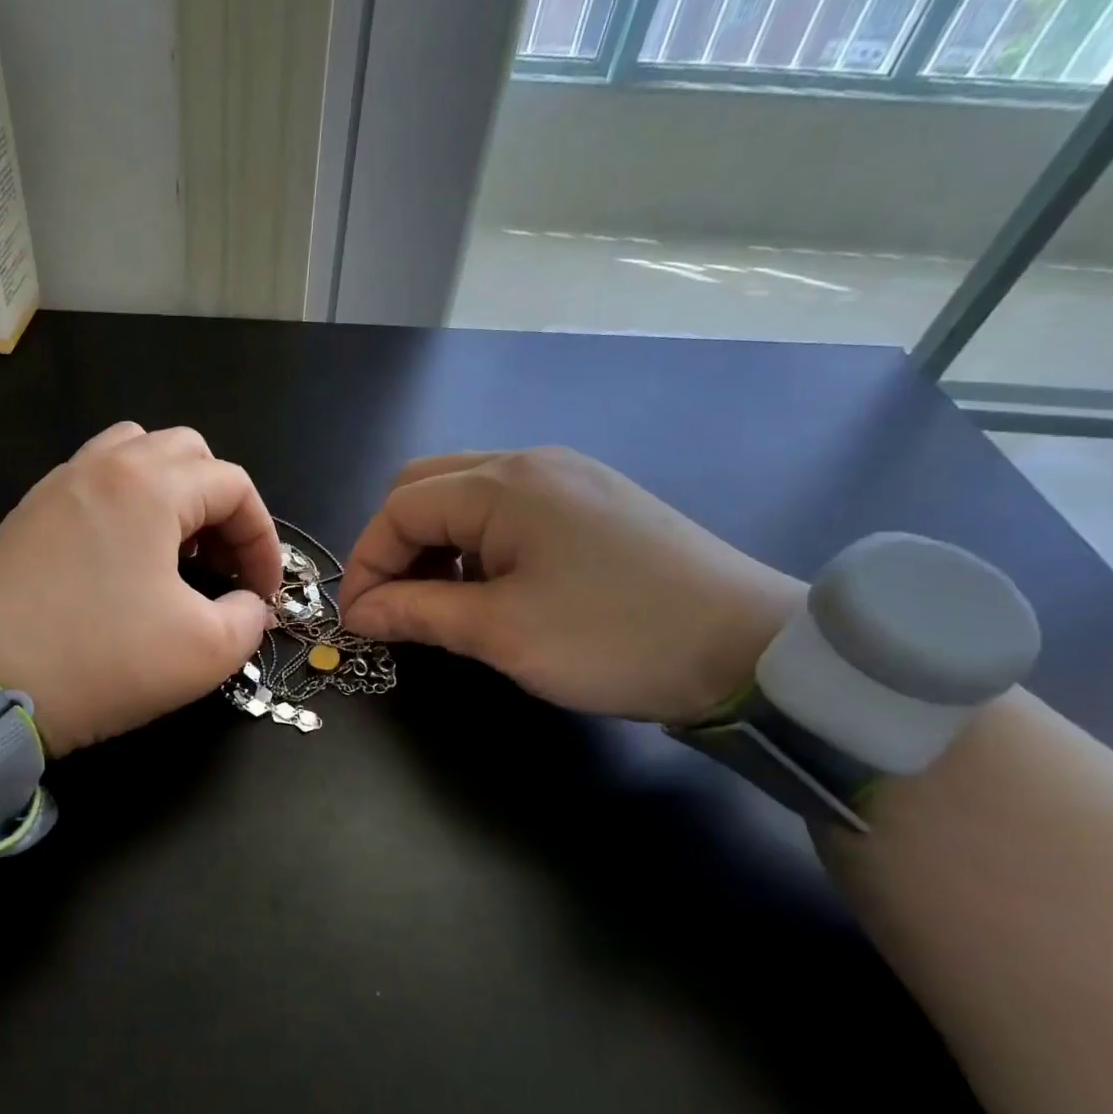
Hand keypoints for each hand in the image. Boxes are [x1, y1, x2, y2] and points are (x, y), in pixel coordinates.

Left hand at [0, 422, 279, 755]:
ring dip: (173, 492)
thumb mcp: (203, 652)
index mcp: (151, 485)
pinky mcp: (29, 512)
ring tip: (175, 549)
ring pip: (136, 454)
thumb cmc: (101, 660)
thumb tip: (248, 604)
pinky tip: (123, 559)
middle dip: (221, 506)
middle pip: (188, 454)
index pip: (234, 486)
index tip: (264, 592)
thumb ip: (248, 618)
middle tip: (222, 564)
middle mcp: (104, 466)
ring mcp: (59, 483)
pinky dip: (127, 503)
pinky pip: (94, 481)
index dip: (262, 537)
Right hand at [336, 448, 803, 723]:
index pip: (399, 508)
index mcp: (502, 484)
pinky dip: (477, 545)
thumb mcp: (502, 633)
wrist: (753, 651)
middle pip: (425, 488)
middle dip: (395, 546)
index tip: (358, 619)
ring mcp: (566, 477)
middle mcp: (529, 462)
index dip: (366, 563)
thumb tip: (359, 613)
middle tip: (393, 605)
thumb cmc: (613, 639)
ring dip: (436, 545)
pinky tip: (492, 588)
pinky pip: (508, 509)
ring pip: (466, 496)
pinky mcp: (593, 500)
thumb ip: (417, 613)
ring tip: (441, 604)